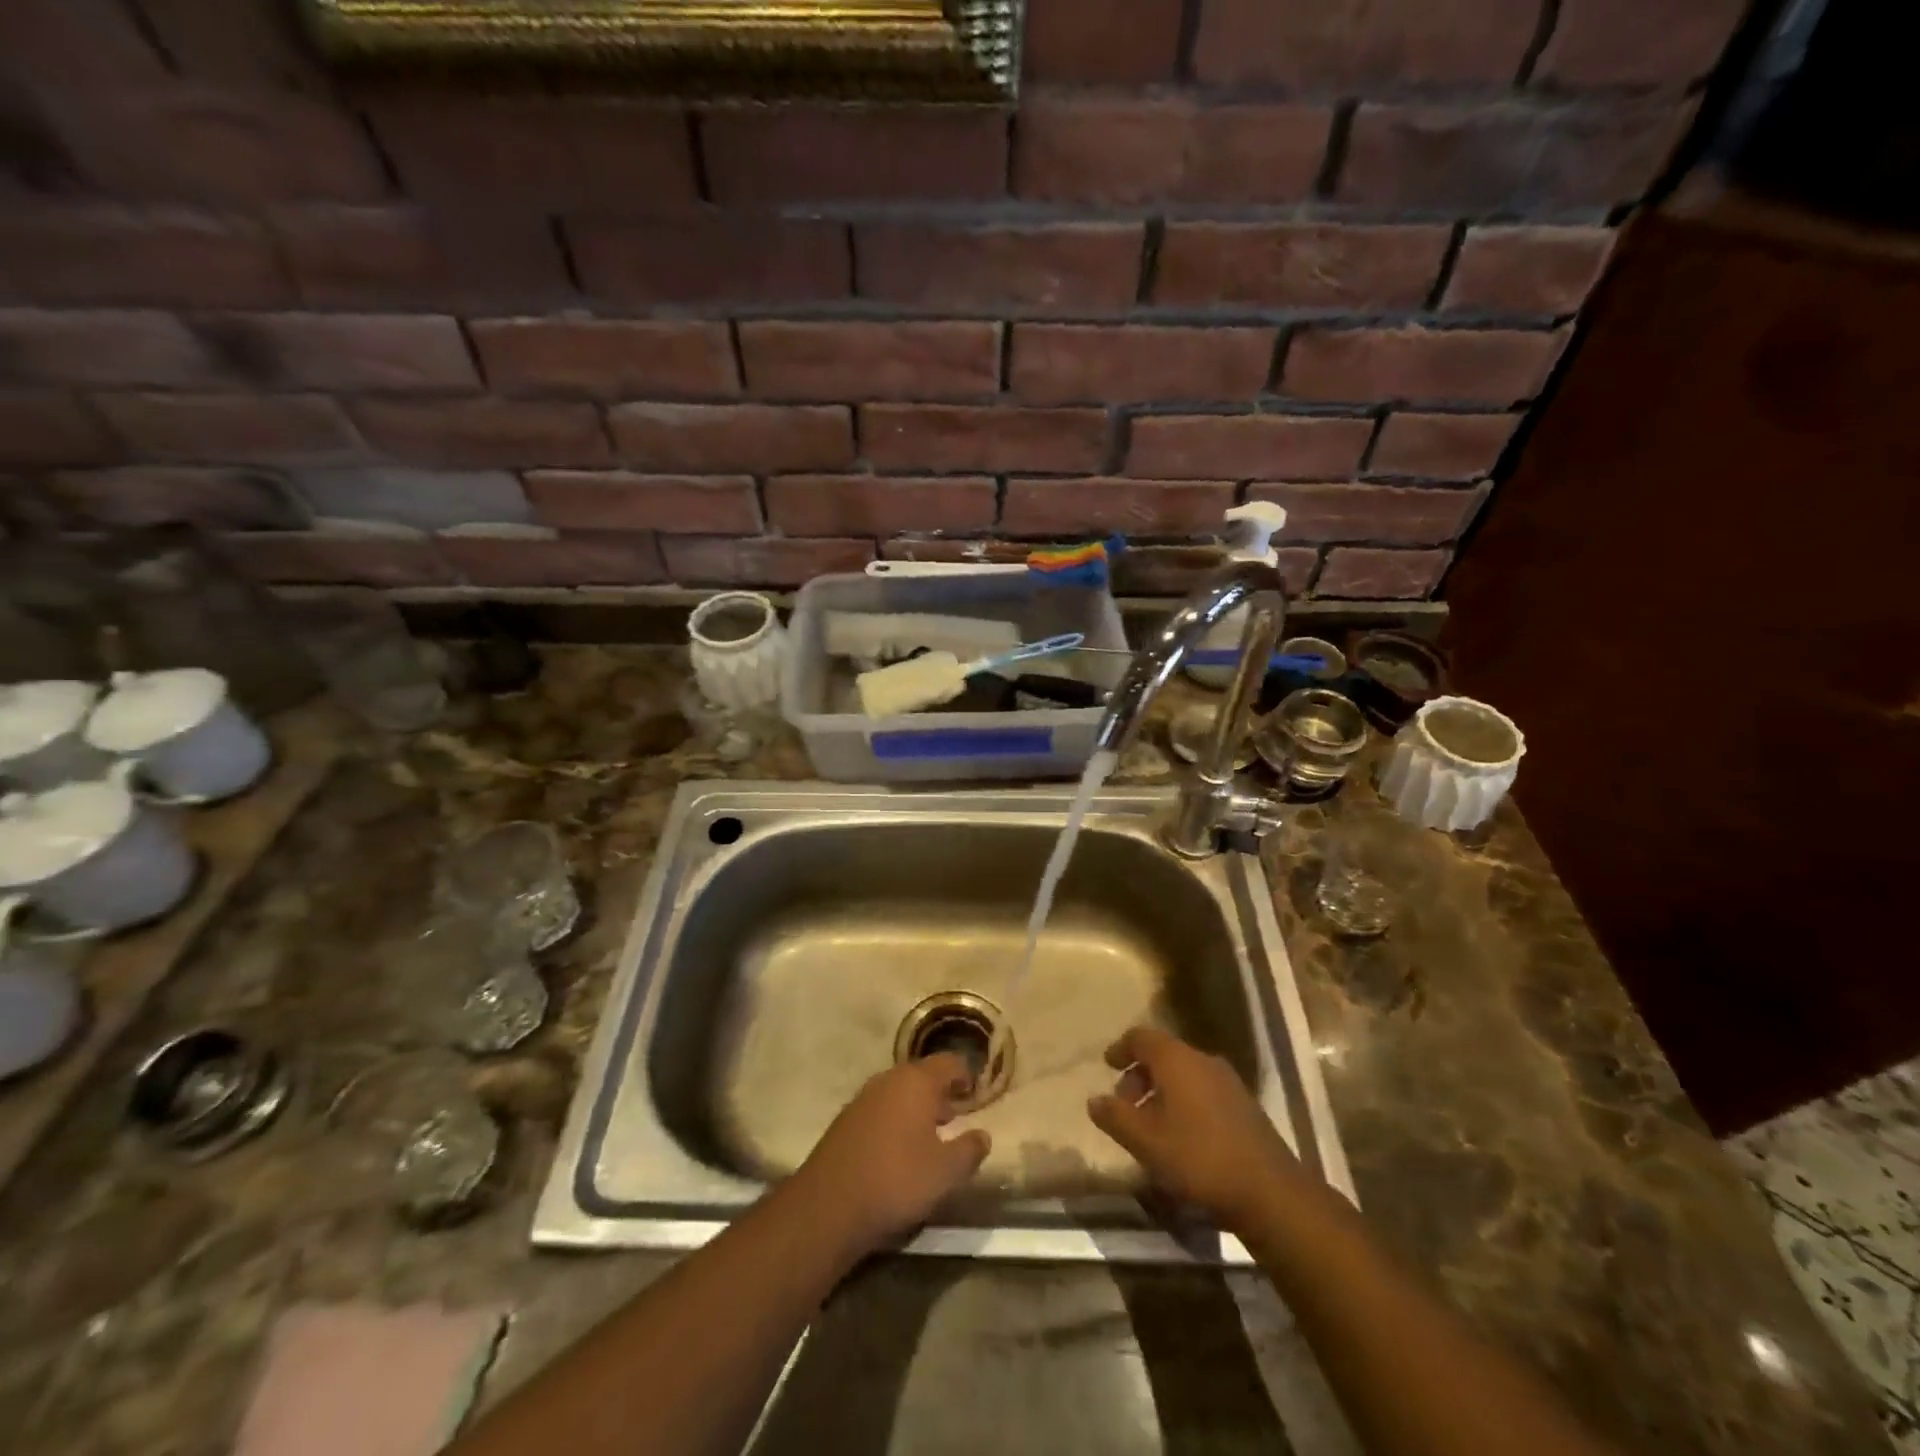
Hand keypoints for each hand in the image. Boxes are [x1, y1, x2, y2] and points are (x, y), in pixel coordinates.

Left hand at [792, 1054, 991, 1256]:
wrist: (829, 1204)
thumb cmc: (897, 1180)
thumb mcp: (945, 1172)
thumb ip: (970, 1150)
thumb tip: (983, 1135)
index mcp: (917, 1081)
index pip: (949, 1063)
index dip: (965, 1076)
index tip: (975, 1093)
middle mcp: (889, 1079)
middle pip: (922, 1075)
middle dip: (940, 1092)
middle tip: (955, 1115)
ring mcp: (863, 1097)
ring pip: (899, 1091)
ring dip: (916, 1107)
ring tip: (930, 1135)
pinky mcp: (846, 1119)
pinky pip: (880, 1108)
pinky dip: (895, 1119)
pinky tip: (899, 1148)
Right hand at [1087, 1025, 1303, 1233]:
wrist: (1270, 1192)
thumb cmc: (1199, 1158)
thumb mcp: (1146, 1142)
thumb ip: (1116, 1117)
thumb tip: (1094, 1100)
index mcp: (1177, 1059)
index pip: (1141, 1037)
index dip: (1121, 1048)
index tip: (1107, 1065)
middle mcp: (1203, 1060)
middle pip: (1163, 1054)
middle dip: (1140, 1075)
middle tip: (1125, 1105)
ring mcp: (1228, 1081)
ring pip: (1184, 1073)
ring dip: (1162, 1090)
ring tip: (1150, 1124)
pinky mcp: (1244, 1105)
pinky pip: (1202, 1090)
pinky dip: (1183, 1101)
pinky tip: (1181, 1135)